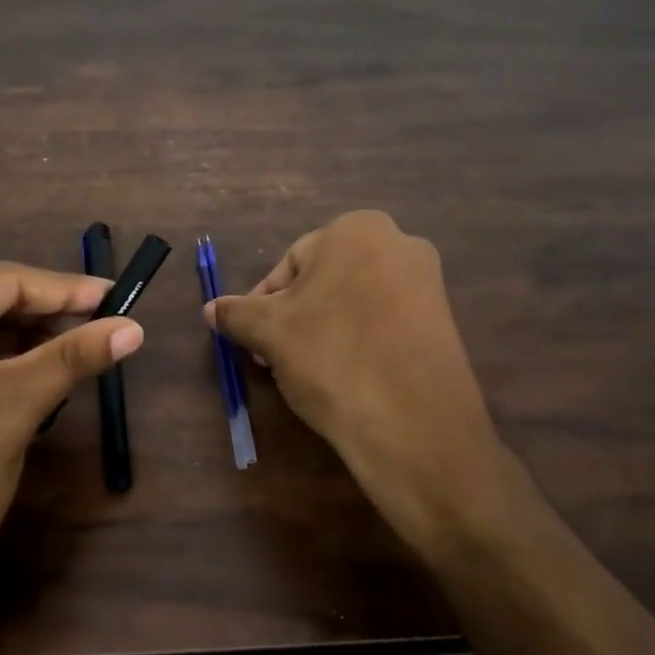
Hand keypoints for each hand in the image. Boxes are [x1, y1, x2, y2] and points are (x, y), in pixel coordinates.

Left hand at [0, 262, 142, 648]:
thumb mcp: (16, 406)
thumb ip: (74, 355)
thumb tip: (133, 328)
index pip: (0, 280)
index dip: (64, 290)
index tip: (114, 297)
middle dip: (35, 317)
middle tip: (91, 330)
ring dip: (4, 340)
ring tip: (57, 356)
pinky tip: (5, 379)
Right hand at [206, 211, 511, 556]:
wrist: (413, 424)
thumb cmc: (331, 358)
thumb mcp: (269, 333)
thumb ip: (236, 313)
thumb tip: (211, 309)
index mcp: (357, 230)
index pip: (290, 262)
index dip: (262, 303)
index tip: (252, 340)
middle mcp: (399, 243)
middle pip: (323, 281)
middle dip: (292, 319)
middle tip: (273, 358)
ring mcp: (428, 283)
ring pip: (352, 303)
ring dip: (320, 332)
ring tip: (304, 373)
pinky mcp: (443, 322)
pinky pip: (383, 323)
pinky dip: (357, 343)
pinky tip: (343, 378)